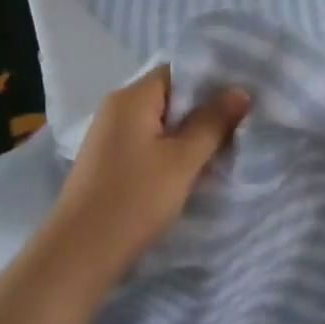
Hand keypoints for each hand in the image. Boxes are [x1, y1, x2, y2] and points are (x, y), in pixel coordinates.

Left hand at [34, 66, 249, 291]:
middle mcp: (117, 108)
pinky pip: (148, 142)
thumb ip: (213, 122)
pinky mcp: (109, 161)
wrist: (80, 253)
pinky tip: (193, 167)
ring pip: (160, 122)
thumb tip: (240, 91)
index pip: (179, 71)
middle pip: (170, 95)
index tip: (244, 96)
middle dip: (205, 109)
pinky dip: (172, 149)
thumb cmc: (134, 199)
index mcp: (132, 97)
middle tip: (243, 122)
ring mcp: (110, 135)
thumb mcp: (183, 159)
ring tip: (225, 145)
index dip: (212, 80)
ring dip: (190, 132)